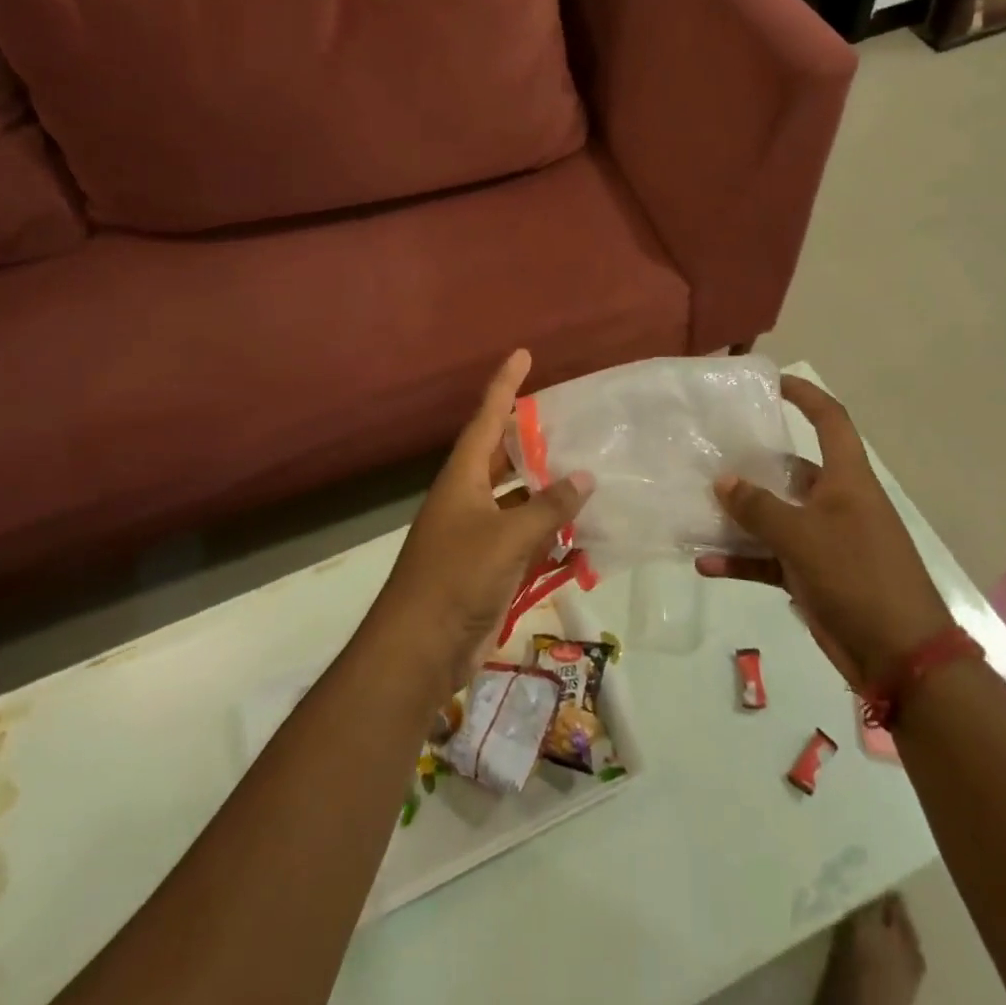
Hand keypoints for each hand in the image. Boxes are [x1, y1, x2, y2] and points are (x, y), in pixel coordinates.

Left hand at [372, 350, 592, 693]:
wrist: (419, 650)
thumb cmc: (456, 579)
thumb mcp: (507, 537)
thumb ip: (548, 507)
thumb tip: (585, 477)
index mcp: (462, 478)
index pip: (487, 418)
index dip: (505, 385)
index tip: (523, 354)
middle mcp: (467, 498)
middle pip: (502, 457)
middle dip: (531, 438)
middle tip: (568, 419)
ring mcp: (476, 534)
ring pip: (517, 500)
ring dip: (546, 490)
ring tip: (586, 472)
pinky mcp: (486, 567)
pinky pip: (524, 538)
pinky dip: (549, 534)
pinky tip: (582, 535)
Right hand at [697, 376, 951, 691]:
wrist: (900, 656)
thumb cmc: (858, 577)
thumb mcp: (802, 537)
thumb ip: (758, 507)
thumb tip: (723, 481)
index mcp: (847, 480)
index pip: (830, 421)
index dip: (805, 396)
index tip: (771, 383)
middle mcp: (836, 502)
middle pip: (789, 470)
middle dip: (751, 465)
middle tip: (710, 455)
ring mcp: (824, 540)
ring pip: (774, 517)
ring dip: (739, 518)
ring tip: (697, 509)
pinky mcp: (812, 575)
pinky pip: (770, 558)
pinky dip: (742, 560)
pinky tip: (706, 565)